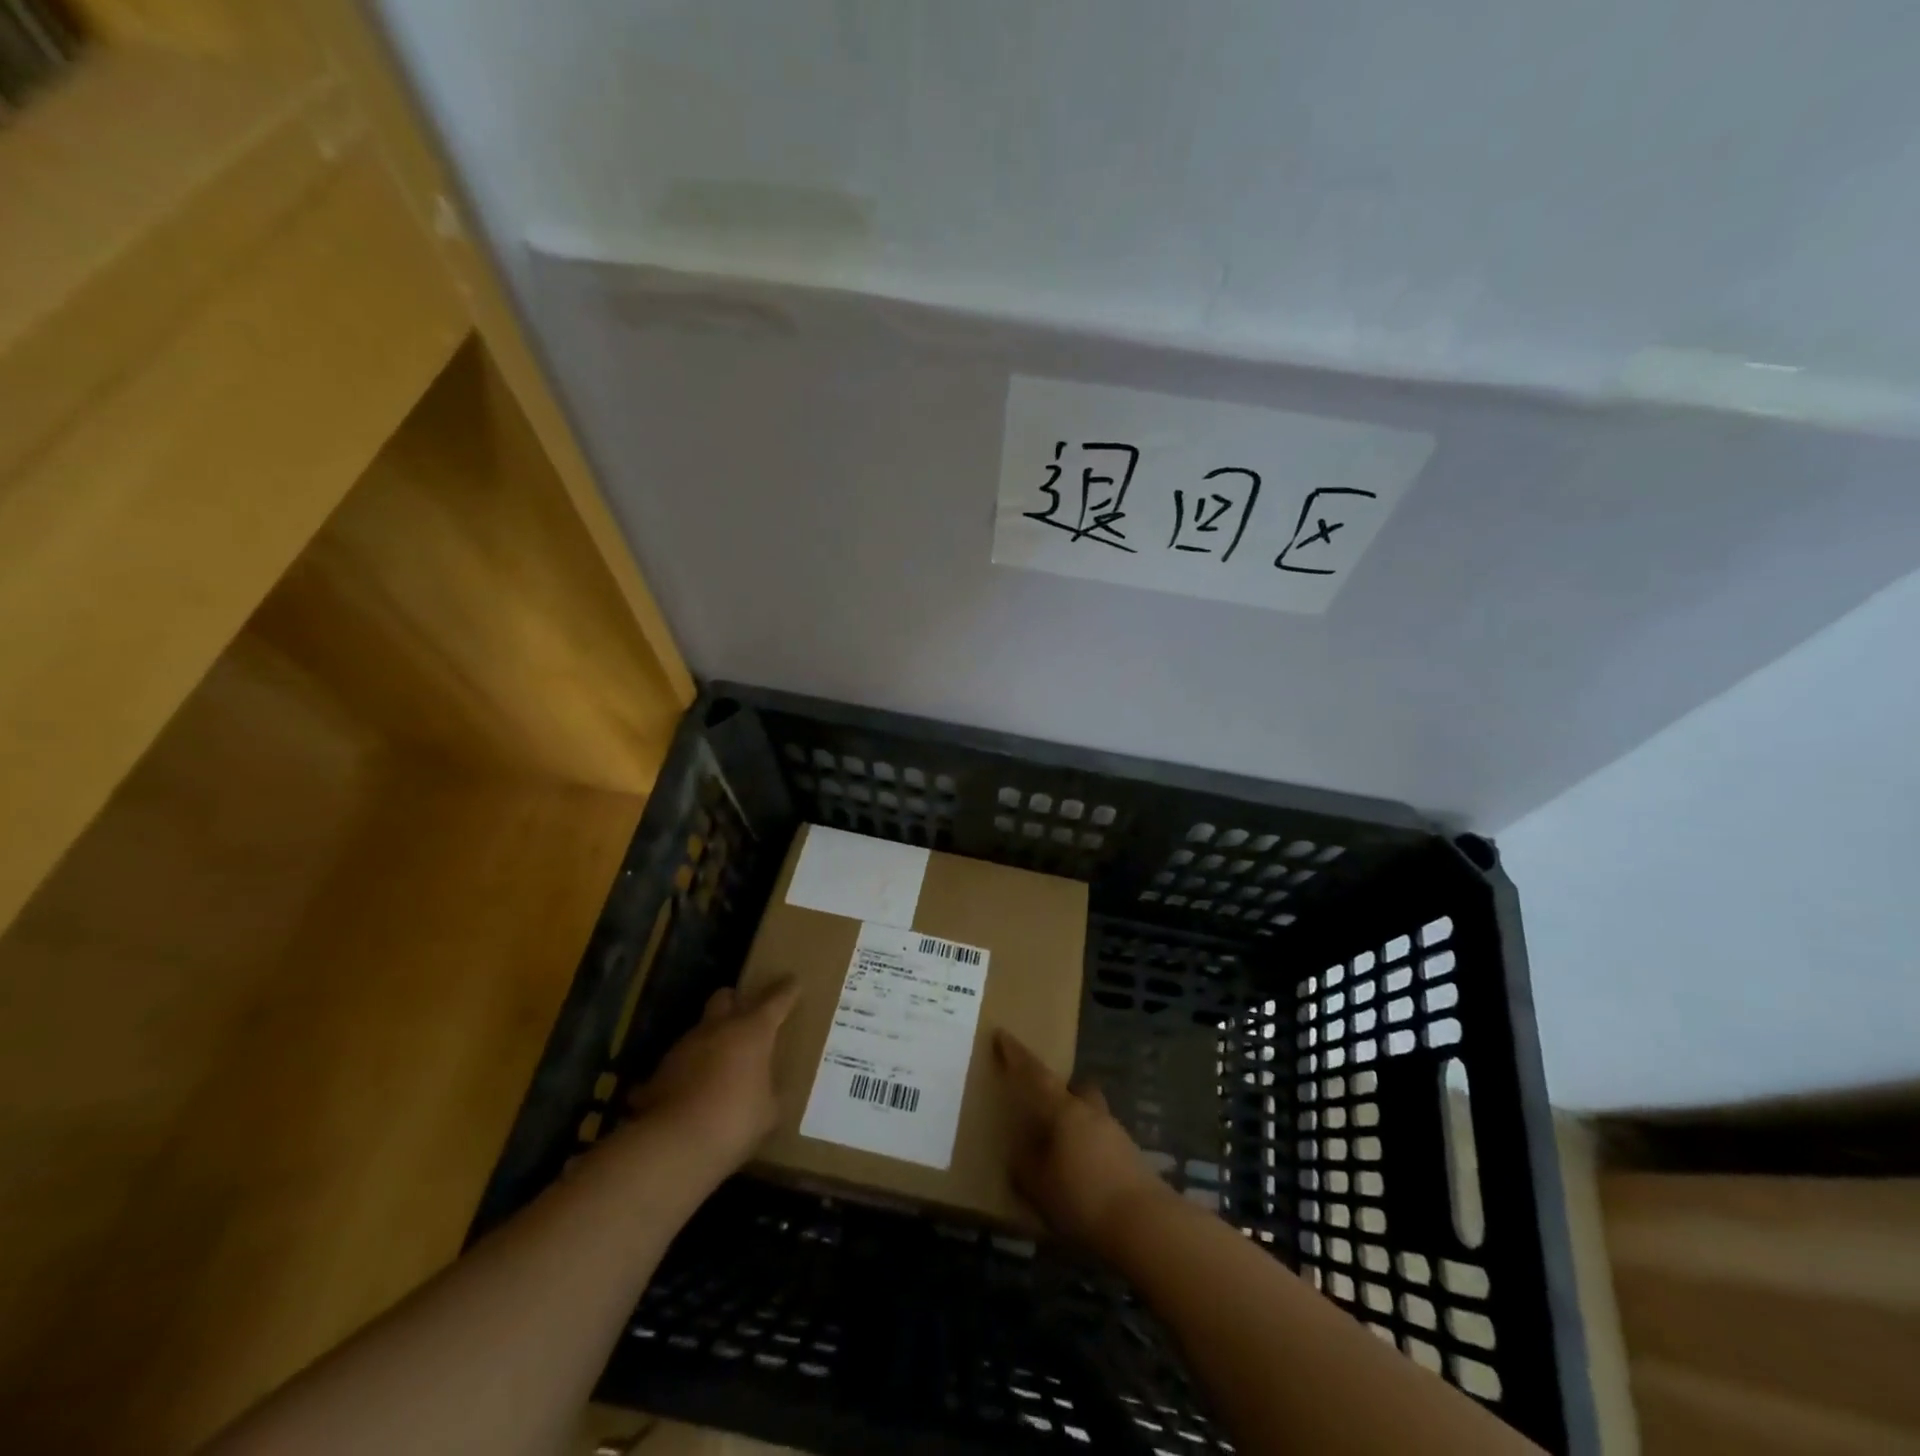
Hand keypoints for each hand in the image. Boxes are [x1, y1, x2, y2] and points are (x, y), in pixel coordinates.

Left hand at [627, 979, 798, 1182]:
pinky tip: (695, 1091)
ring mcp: (685, 1046)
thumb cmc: (734, 1120)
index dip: (787, 990)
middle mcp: (718, 1028)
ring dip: (712, 1039)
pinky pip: (681, 1061)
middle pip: (725, 997)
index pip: (776, 1001)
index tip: (793, 982)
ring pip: (701, 1029)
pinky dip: (690, 1069)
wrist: (673, 1144)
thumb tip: (769, 1091)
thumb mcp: (768, 1112)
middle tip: (746, 1017)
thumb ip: (771, 1093)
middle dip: (736, 1001)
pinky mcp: (661, 1070)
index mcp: (752, 1032)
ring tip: (721, 1064)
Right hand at [995, 1028, 1174, 1253]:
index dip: (1017, 1056)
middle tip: (1046, 1111)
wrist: (1146, 1226)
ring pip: (1093, 1118)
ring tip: (1063, 1157)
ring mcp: (1117, 1135)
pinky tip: (1085, 1180)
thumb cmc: (1082, 1198)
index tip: (1002, 1035)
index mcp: (1065, 1110)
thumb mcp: (1038, 1185)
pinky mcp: (1133, 1161)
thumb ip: (1025, 1164)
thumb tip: (1021, 1150)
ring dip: (1078, 1129)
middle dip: (1063, 1093)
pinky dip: (1092, 1154)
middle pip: (1077, 1089)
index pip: (1036, 1074)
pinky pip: (1104, 1145)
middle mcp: (1092, 1113)